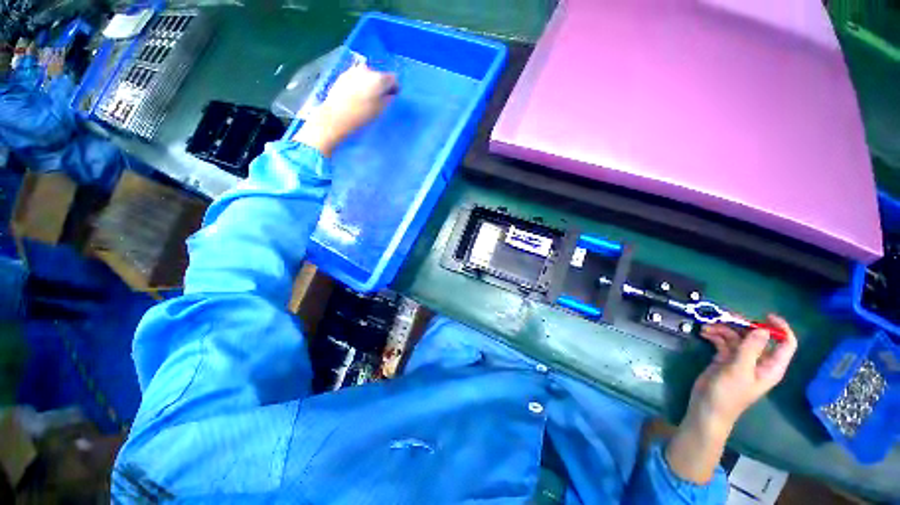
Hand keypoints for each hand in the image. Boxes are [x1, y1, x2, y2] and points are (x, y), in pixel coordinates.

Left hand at [293, 64, 398, 156]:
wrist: (336, 117)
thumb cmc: (362, 116)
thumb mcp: (380, 110)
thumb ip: (388, 99)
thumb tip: (390, 94)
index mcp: (379, 78)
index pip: (393, 79)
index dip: (394, 89)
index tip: (392, 98)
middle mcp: (367, 69)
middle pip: (380, 76)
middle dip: (381, 86)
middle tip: (379, 100)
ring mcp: (353, 70)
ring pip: (367, 76)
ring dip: (369, 85)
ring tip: (366, 99)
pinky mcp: (343, 75)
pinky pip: (357, 78)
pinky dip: (359, 85)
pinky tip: (356, 97)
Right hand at [666, 315, 797, 482]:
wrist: (706, 408)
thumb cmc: (728, 394)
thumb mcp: (739, 370)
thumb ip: (751, 349)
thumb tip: (762, 329)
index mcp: (770, 366)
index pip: (786, 344)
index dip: (780, 328)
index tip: (765, 316)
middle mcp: (758, 361)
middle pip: (757, 337)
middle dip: (743, 325)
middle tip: (725, 316)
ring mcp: (740, 360)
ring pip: (737, 337)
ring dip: (724, 329)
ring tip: (707, 326)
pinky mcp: (724, 360)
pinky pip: (723, 342)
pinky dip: (715, 335)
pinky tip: (704, 333)